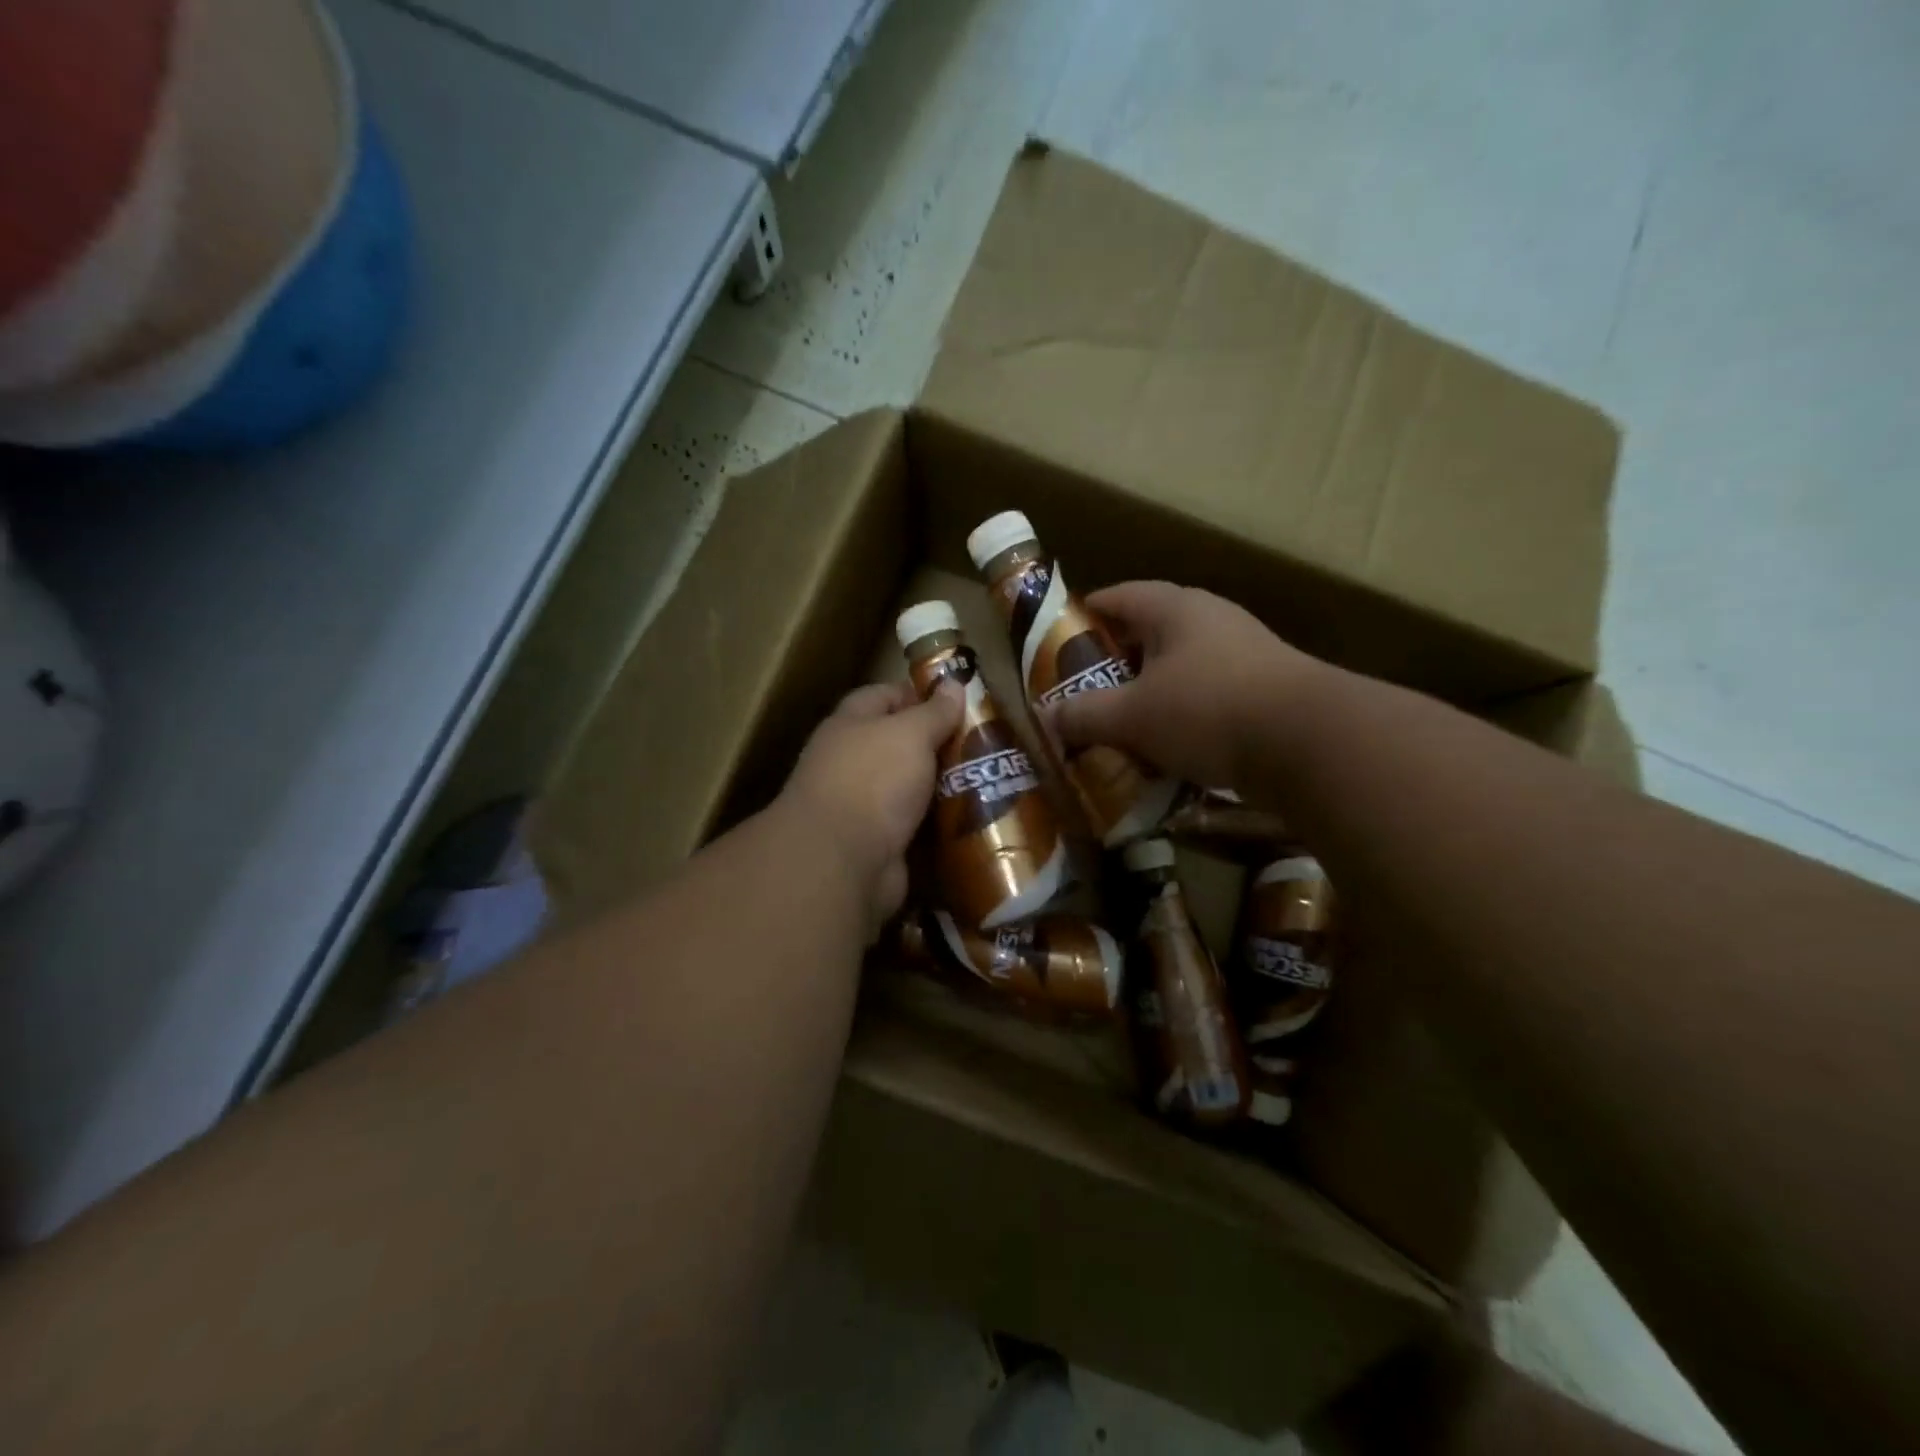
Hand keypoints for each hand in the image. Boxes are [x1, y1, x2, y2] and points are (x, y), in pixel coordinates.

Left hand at [779, 680, 962, 931]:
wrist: (841, 861)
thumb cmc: (873, 780)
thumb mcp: (910, 733)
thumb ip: (933, 711)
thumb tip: (952, 684)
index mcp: (850, 725)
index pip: (884, 696)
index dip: (920, 694)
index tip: (960, 701)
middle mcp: (852, 762)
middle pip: (900, 744)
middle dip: (940, 744)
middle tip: (987, 744)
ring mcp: (863, 805)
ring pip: (912, 788)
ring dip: (944, 787)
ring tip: (991, 781)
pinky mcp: (878, 843)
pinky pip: (916, 826)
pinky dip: (940, 825)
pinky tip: (974, 820)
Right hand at [1045, 581, 1324, 790]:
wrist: (1309, 743)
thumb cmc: (1207, 710)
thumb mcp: (1133, 715)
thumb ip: (1085, 714)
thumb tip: (1047, 716)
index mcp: (1175, 610)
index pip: (1121, 595)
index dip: (1087, 612)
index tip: (1060, 635)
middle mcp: (1212, 620)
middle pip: (1151, 631)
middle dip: (1117, 659)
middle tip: (1086, 686)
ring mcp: (1245, 653)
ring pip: (1181, 666)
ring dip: (1150, 690)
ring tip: (1122, 719)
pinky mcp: (1266, 690)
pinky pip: (1208, 695)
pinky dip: (1182, 714)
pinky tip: (1168, 745)